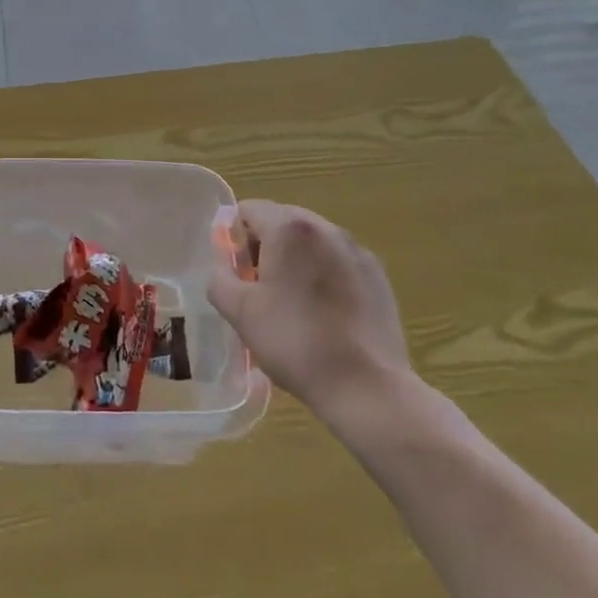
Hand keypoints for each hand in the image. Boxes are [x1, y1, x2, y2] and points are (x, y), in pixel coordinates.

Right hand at [208, 199, 415, 422]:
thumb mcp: (239, 312)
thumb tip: (224, 264)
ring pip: (311, 240)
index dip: (234, 238)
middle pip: (281, 220)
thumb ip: (219, 277)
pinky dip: (323, 273)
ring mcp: (356, 250)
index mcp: (288, 229)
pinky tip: (324, 312)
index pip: (248, 210)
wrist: (367, 388)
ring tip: (292, 301)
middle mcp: (325, 227)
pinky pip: (338, 260)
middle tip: (258, 287)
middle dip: (264, 246)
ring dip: (294, 258)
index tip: (235, 272)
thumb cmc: (295, 342)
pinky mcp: (377, 275)